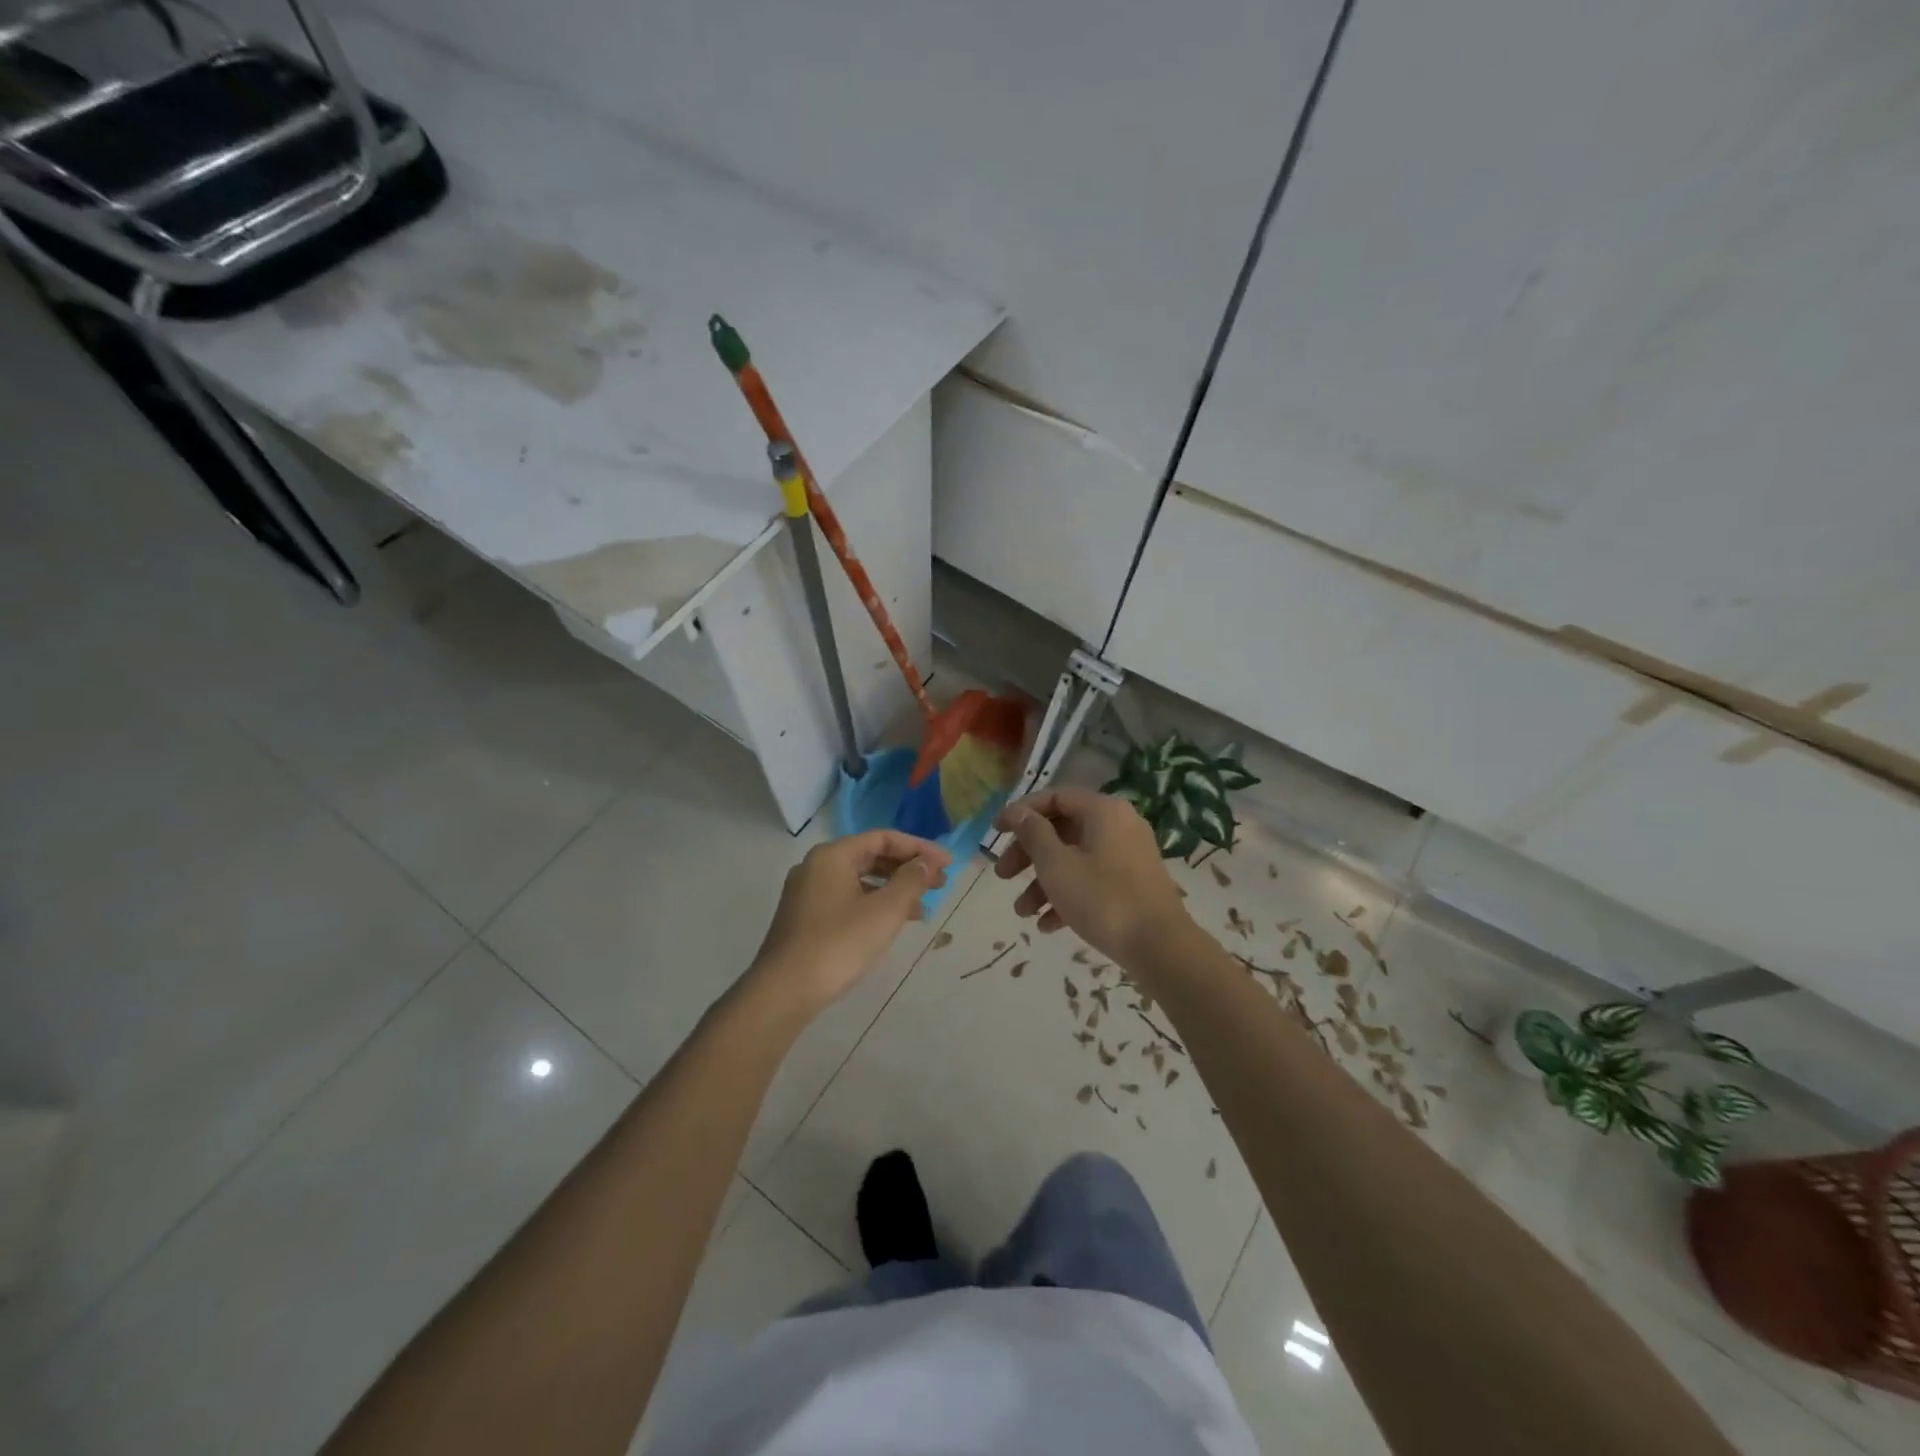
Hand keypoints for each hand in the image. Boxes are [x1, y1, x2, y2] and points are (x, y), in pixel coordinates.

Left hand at [746, 830, 952, 1015]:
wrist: (784, 991)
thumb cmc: (839, 943)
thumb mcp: (885, 911)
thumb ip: (911, 881)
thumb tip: (926, 863)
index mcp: (833, 855)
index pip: (884, 838)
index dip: (919, 848)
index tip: (947, 865)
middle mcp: (817, 866)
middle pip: (870, 856)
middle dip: (907, 868)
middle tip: (939, 884)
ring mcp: (807, 893)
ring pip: (860, 879)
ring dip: (893, 888)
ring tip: (922, 908)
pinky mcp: (805, 917)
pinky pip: (847, 898)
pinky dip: (873, 904)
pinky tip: (891, 924)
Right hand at [993, 787, 1190, 961]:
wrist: (1161, 948)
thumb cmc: (1103, 899)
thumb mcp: (1056, 865)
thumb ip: (1033, 833)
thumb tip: (1017, 812)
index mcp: (1103, 810)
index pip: (1055, 797)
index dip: (1021, 813)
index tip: (995, 832)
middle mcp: (1119, 825)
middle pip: (1063, 830)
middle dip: (1028, 855)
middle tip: (1003, 875)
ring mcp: (1129, 855)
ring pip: (1075, 859)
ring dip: (1044, 883)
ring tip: (1022, 912)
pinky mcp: (1134, 884)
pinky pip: (1093, 880)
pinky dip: (1068, 896)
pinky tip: (1047, 925)